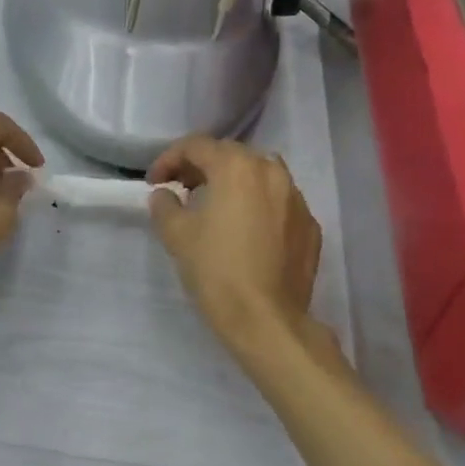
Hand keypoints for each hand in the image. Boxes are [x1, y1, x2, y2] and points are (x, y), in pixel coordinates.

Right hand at [147, 136, 329, 362]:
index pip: (197, 146)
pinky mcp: (309, 226)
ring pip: (260, 175)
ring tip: (216, 205)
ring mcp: (297, 198)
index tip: (155, 182)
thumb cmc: (217, 271)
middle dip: (202, 167)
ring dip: (234, 182)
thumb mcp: (178, 236)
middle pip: (231, 155)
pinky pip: (279, 203)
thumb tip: (165, 195)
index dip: (169, 159)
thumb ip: (166, 206)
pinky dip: (259, 205)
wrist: (267, 320)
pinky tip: (246, 230)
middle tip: (182, 189)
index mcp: (237, 167)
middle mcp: (272, 172)